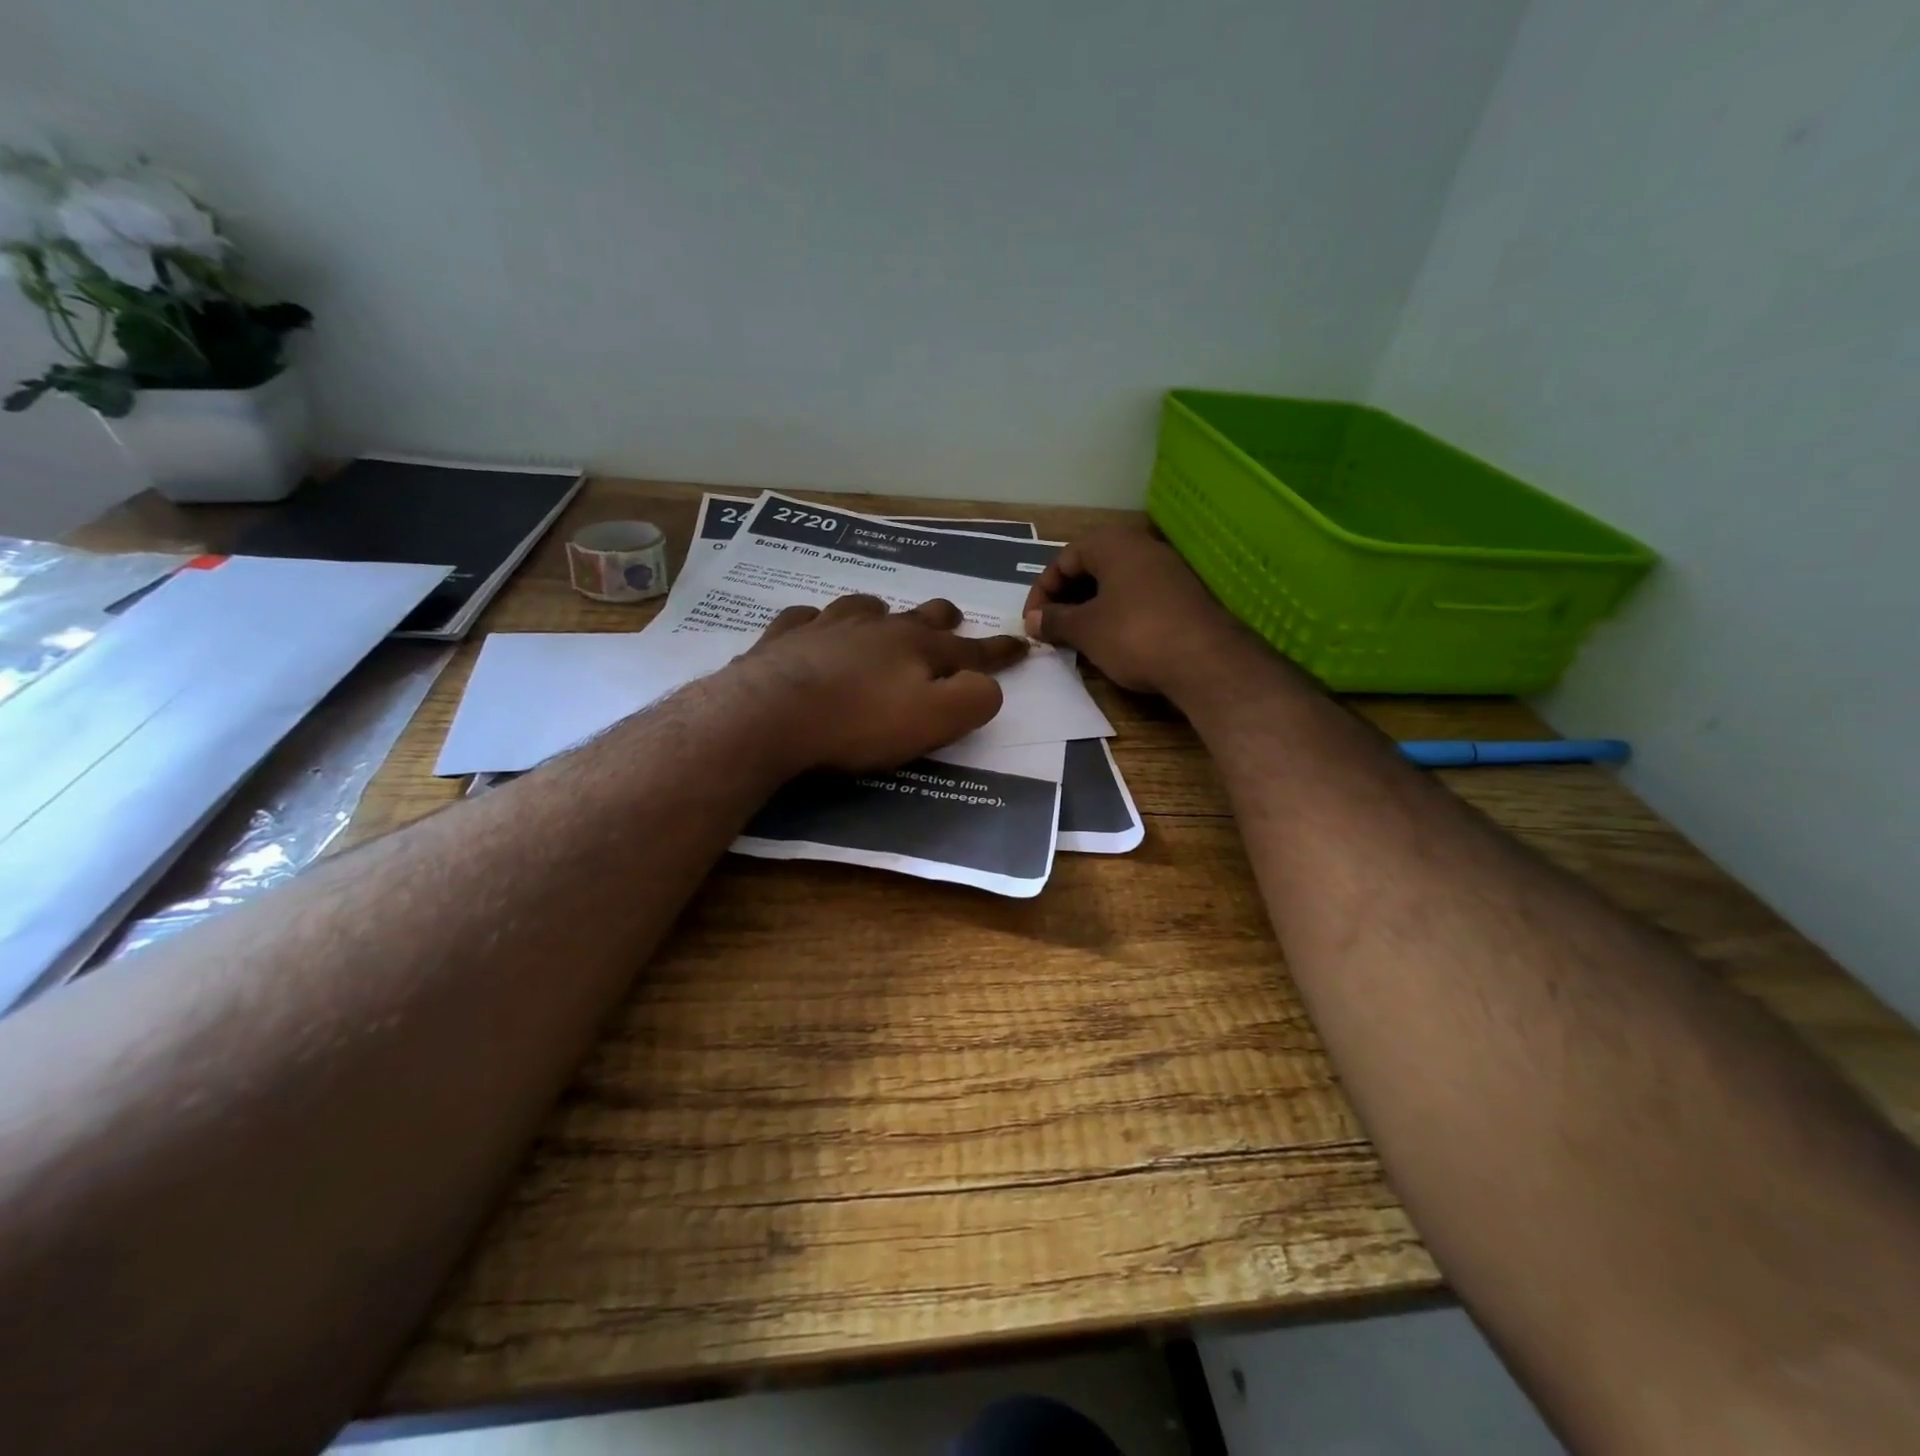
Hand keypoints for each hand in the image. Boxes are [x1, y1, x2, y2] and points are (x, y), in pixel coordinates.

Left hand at [733, 594, 1027, 772]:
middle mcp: (875, 628)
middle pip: (917, 617)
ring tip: (881, 616)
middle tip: (950, 618)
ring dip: (879, 612)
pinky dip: (815, 622)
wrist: (770, 715)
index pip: (969, 650)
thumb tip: (986, 684)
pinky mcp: (783, 640)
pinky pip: (804, 619)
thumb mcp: (934, 720)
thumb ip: (973, 700)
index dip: (998, 650)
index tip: (1020, 644)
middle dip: (941, 618)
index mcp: (916, 648)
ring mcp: (826, 627)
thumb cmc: (859, 722)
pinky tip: (811, 628)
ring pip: (862, 608)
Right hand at [1021, 525, 1248, 698]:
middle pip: (1090, 566)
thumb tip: (1032, 619)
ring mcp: (1167, 569)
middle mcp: (1141, 546)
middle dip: (1066, 597)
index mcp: (1112, 543)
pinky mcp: (1183, 594)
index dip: (1041, 591)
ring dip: (1090, 606)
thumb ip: (1054, 620)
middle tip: (1052, 627)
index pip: (1063, 559)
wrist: (1206, 660)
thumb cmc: (1134, 635)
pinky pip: (1138, 595)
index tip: (1032, 622)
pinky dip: (1117, 612)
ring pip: (1115, 581)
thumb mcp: (1085, 629)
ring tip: (1077, 636)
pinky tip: (1111, 639)